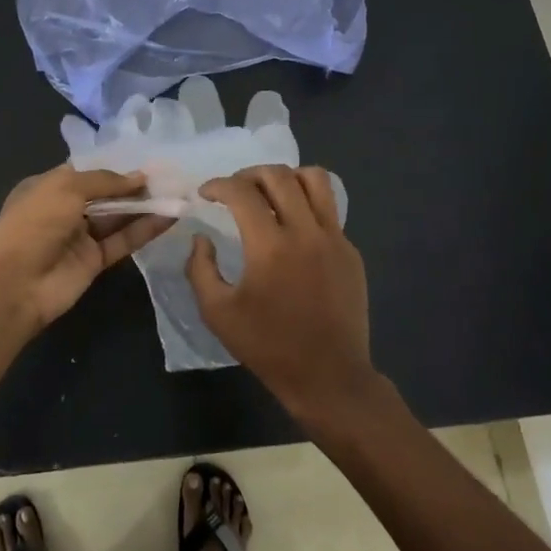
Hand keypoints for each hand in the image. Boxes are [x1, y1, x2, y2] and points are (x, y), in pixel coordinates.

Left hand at [0, 165, 170, 339]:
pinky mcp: (95, 261)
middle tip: (170, 177)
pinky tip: (170, 217)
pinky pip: (123, 241)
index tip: (147, 161)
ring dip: (145, 206)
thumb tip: (140, 177)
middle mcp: (65, 209)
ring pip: (118, 217)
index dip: (115, 166)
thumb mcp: (66, 188)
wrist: (14, 284)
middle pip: (106, 194)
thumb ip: (105, 181)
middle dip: (134, 186)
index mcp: (49, 186)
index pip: (87, 171)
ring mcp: (80, 237)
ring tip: (178, 194)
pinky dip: (146, 230)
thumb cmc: (34, 223)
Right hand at [186, 165, 378, 418]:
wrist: (329, 376)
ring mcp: (334, 239)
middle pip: (279, 175)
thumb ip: (200, 269)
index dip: (218, 185)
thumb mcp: (218, 313)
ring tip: (269, 193)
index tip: (205, 193)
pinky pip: (329, 209)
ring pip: (315, 180)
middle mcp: (306, 232)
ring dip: (286, 177)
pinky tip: (293, 226)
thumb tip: (201, 238)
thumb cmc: (268, 347)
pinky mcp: (350, 250)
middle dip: (249, 174)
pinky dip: (307, 203)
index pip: (242, 192)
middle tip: (234, 189)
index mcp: (270, 246)